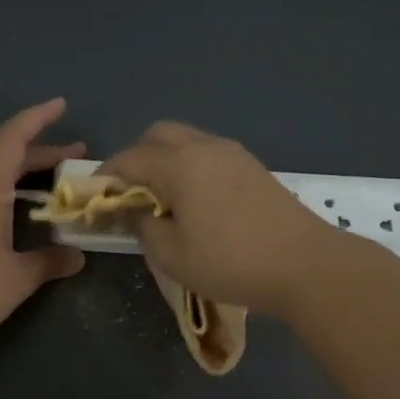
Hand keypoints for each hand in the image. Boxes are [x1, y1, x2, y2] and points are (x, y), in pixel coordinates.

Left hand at [0, 99, 86, 353]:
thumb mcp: (19, 278)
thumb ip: (50, 262)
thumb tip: (78, 256)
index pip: (14, 138)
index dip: (38, 118)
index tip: (60, 105)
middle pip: (1, 153)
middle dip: (37, 152)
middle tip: (69, 159)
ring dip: (4, 164)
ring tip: (27, 178)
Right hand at [100, 121, 339, 317]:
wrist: (304, 264)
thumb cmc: (230, 261)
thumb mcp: (172, 254)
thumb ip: (142, 226)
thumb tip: (129, 210)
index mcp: (179, 164)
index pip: (129, 159)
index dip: (106, 176)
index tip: (95, 197)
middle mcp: (204, 147)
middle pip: (158, 134)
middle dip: (136, 156)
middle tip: (129, 192)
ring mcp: (233, 154)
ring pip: (187, 140)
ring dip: (165, 159)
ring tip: (161, 197)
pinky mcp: (253, 167)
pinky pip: (209, 153)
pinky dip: (190, 166)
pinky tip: (194, 199)